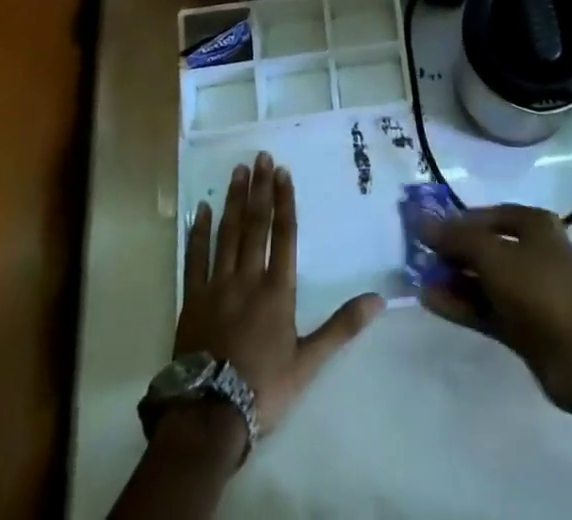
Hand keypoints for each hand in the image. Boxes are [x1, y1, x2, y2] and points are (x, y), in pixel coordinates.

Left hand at [176, 152, 383, 441]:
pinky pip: (195, 258)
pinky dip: (199, 232)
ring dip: (233, 201)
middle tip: (260, 156)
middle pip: (255, 225)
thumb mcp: (309, 361)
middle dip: (259, 189)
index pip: (283, 234)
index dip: (283, 201)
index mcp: (277, 290)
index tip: (282, 172)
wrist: (209, 415)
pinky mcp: (192, 299)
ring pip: (227, 234)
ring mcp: (217, 286)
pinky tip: (202, 210)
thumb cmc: (263, 388)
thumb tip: (379, 299)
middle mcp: (248, 278)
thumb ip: (342, 326)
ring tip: (237, 171)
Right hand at [419, 203, 571, 410]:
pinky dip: (460, 304)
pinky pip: (484, 308)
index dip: (456, 221)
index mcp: (532, 224)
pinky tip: (431, 302)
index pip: (487, 216)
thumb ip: (457, 239)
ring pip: (482, 280)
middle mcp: (531, 253)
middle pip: (484, 247)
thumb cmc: (540, 287)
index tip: (425, 230)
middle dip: (451, 252)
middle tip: (416, 257)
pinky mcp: (521, 327)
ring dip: (452, 279)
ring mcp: (527, 292)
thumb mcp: (494, 254)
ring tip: (417, 280)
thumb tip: (421, 221)